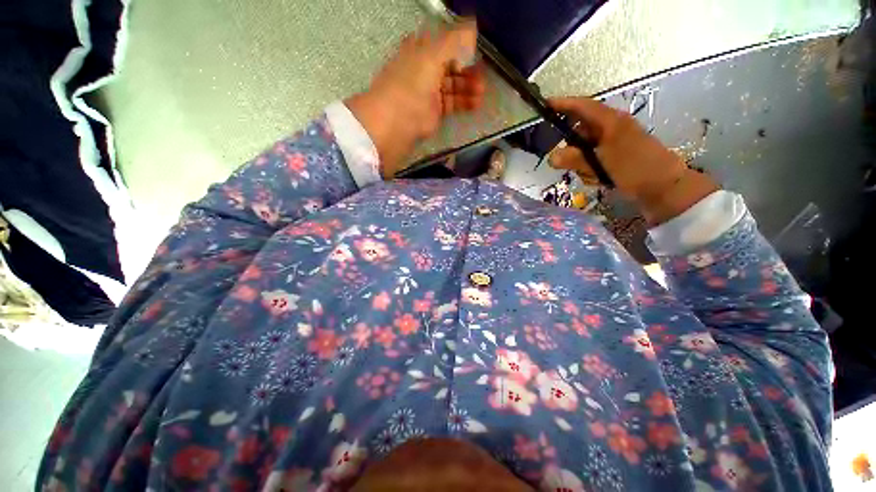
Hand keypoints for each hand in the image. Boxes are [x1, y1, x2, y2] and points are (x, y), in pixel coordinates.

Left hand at [346, 22, 485, 177]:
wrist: (399, 119)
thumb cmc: (413, 81)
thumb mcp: (433, 53)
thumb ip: (455, 39)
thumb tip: (473, 26)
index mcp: (422, 50)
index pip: (445, 44)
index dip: (461, 47)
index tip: (476, 53)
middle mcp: (426, 69)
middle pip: (451, 66)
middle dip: (468, 70)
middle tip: (482, 77)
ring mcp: (430, 92)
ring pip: (453, 86)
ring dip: (468, 88)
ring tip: (481, 92)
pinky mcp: (434, 111)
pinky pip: (452, 103)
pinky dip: (464, 103)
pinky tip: (476, 104)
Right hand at [548, 97, 718, 224]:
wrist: (664, 187)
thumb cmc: (635, 169)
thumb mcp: (602, 163)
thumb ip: (575, 159)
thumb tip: (551, 157)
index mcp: (611, 122)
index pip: (583, 107)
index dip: (564, 104)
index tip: (545, 104)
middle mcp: (611, 129)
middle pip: (579, 132)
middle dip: (572, 149)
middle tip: (570, 164)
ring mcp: (612, 144)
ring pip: (584, 149)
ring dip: (582, 164)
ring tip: (592, 175)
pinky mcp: (614, 157)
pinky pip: (592, 160)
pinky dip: (590, 170)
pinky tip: (599, 179)